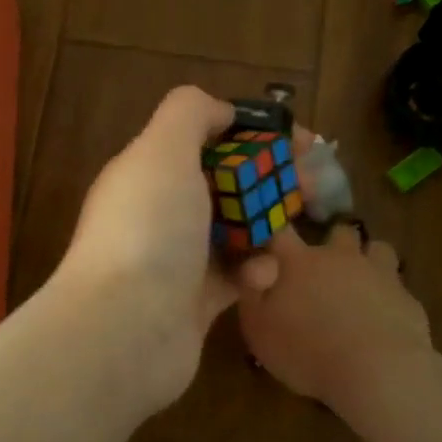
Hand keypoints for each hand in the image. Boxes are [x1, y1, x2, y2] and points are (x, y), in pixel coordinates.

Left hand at [49, 87, 276, 409]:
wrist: (125, 330)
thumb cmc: (149, 230)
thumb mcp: (162, 150)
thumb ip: (189, 113)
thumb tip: (220, 111)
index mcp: (147, 172)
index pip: (204, 139)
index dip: (252, 133)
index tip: (299, 139)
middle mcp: (159, 212)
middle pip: (226, 184)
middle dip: (271, 179)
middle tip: (315, 184)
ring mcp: (177, 259)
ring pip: (236, 230)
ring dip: (268, 225)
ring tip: (297, 225)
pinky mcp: (196, 302)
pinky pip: (236, 276)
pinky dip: (254, 271)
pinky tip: (261, 275)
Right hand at [236, 222, 432, 416]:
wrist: (378, 371)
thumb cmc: (307, 350)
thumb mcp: (258, 328)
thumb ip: (251, 292)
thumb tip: (253, 266)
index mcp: (299, 261)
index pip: (280, 230)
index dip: (274, 229)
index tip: (271, 237)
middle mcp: (340, 257)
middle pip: (338, 231)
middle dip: (332, 243)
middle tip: (324, 269)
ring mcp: (379, 273)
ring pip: (377, 248)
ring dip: (368, 260)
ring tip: (361, 285)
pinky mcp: (407, 298)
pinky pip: (398, 285)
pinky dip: (389, 295)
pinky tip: (383, 318)